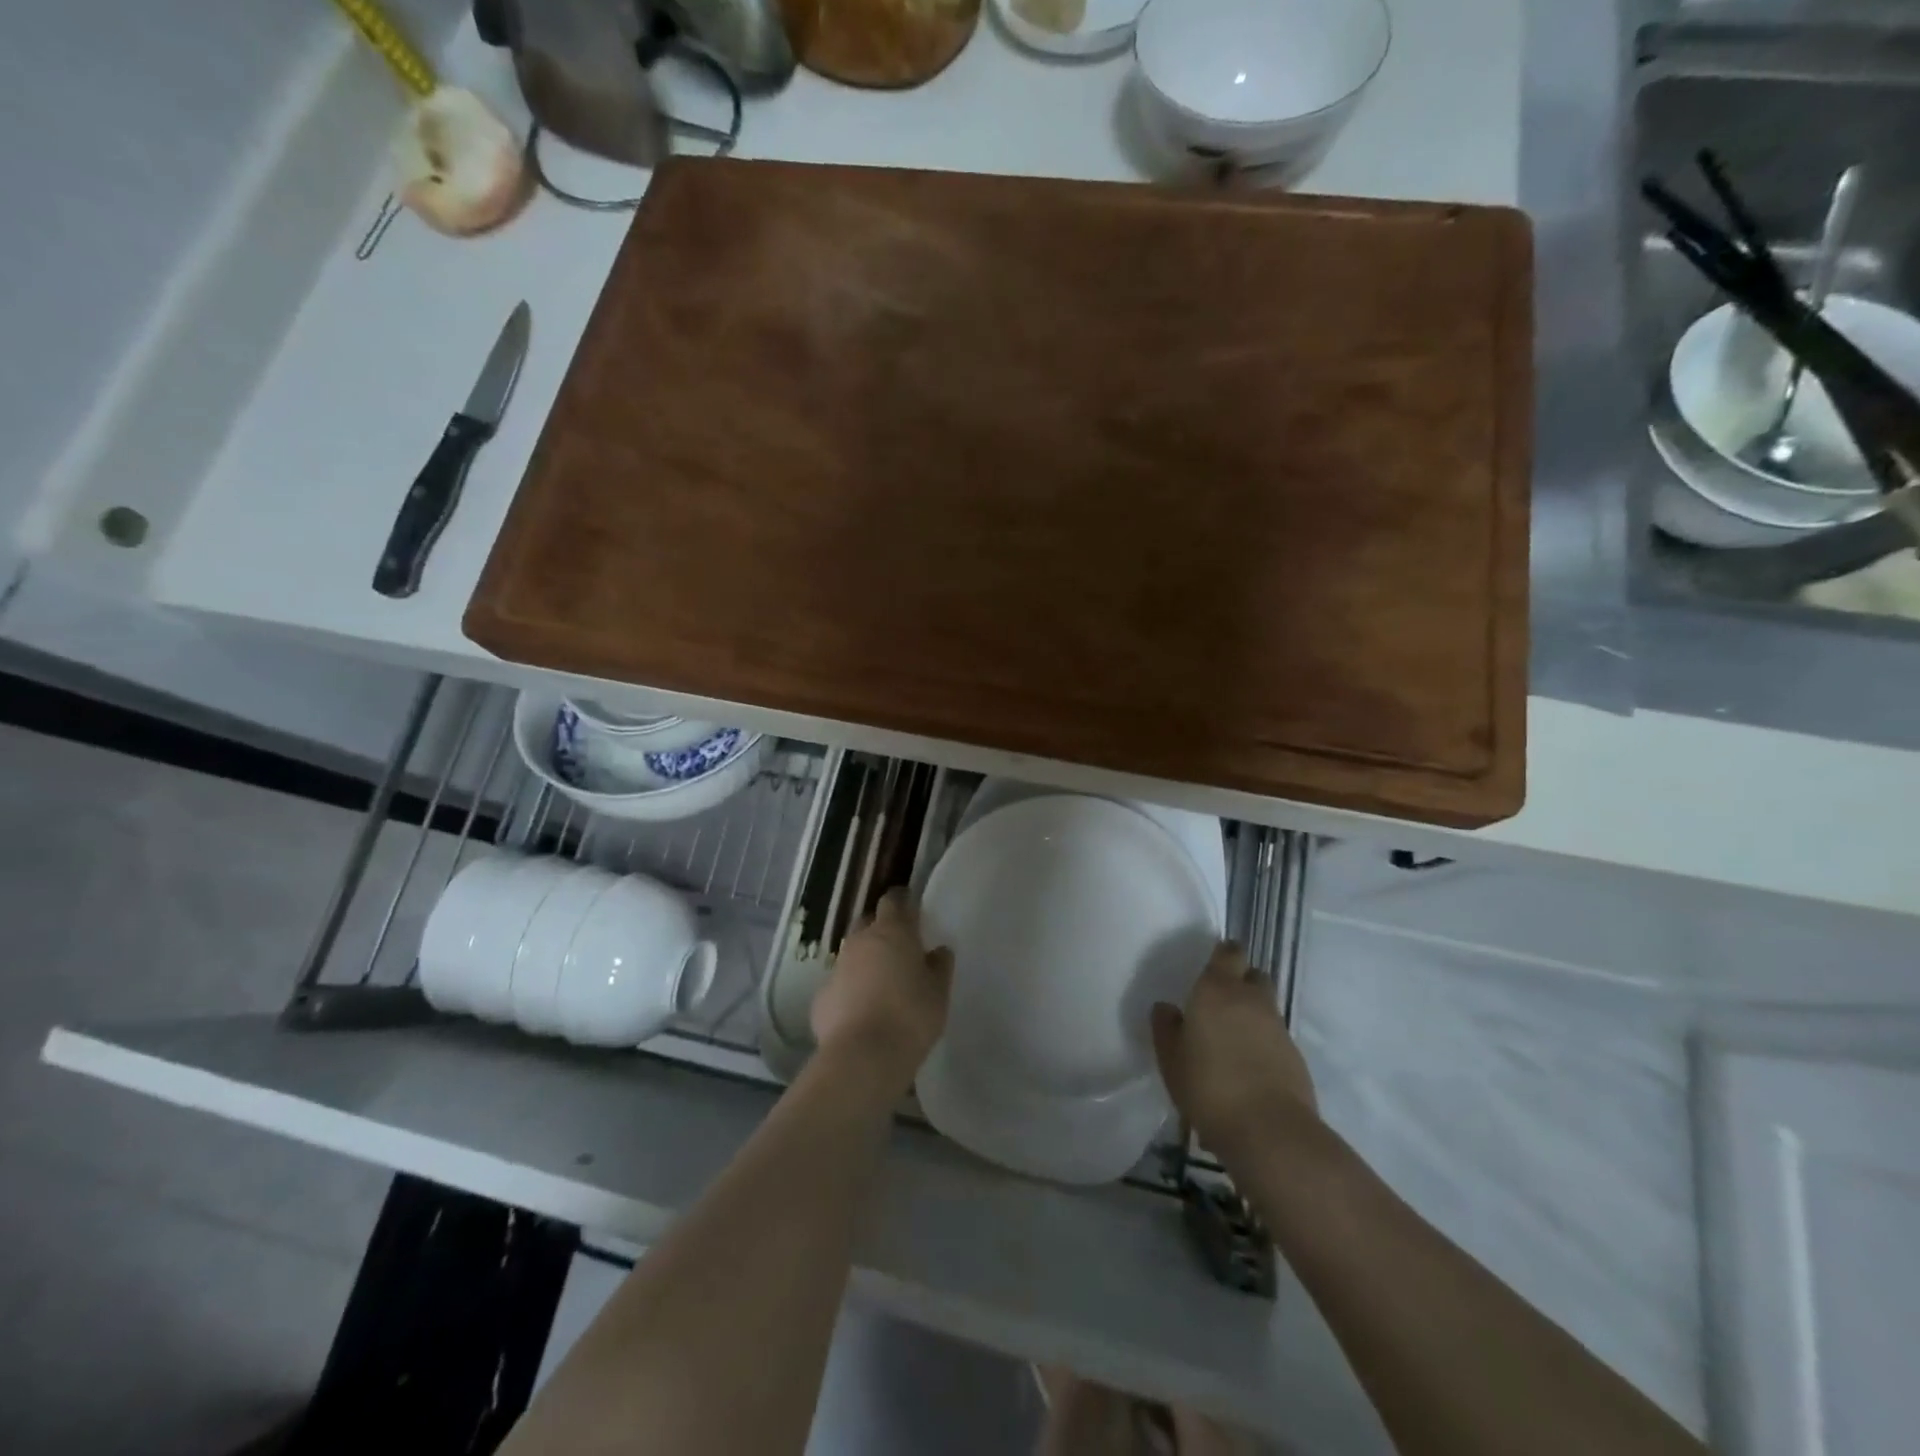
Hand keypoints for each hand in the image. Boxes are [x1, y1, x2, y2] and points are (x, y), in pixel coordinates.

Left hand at [811, 889, 952, 1097]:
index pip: (893, 900)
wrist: (863, 1056)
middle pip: (868, 923)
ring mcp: (837, 968)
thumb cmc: (911, 1016)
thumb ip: (939, 966)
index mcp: (892, 932)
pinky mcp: (821, 997)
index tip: (911, 907)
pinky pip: (840, 985)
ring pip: (852, 954)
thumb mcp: (939, 992)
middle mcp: (860, 942)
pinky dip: (850, 990)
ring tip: (881, 983)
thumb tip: (938, 951)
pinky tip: (862, 1011)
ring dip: (865, 961)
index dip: (902, 901)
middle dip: (881, 929)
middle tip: (898, 947)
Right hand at [1150, 941, 1316, 1157]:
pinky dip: (1263, 1042)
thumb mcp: (1171, 1059)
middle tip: (1220, 1002)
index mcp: (1217, 990)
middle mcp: (1251, 999)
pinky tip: (1248, 1066)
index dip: (1222, 955)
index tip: (1211, 965)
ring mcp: (1278, 1027)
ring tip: (1232, 1039)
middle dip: (1241, 981)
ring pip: (1266, 1006)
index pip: (1228, 952)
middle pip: (1253, 975)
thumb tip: (1166, 1008)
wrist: (1269, 1131)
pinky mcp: (1295, 1056)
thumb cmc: (1208, 1086)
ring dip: (1252, 1014)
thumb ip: (1166, 1028)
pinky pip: (1275, 1036)